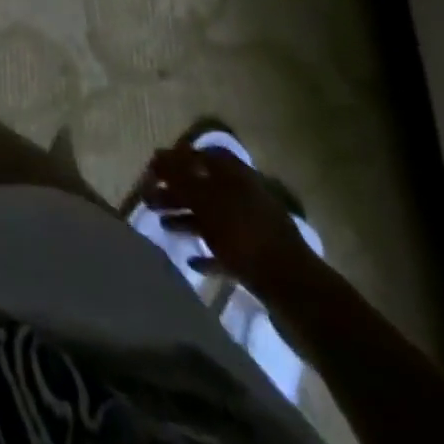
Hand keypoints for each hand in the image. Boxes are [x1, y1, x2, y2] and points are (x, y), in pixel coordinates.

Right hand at [143, 142, 315, 293]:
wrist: (294, 289)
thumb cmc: (243, 234)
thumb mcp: (205, 200)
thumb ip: (178, 177)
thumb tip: (157, 155)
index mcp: (234, 174)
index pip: (199, 155)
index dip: (174, 159)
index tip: (152, 171)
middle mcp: (243, 194)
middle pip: (202, 186)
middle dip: (175, 192)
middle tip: (149, 200)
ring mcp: (252, 227)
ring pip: (211, 217)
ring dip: (186, 219)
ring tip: (163, 227)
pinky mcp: (257, 258)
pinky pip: (226, 249)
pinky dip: (208, 252)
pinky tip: (192, 259)